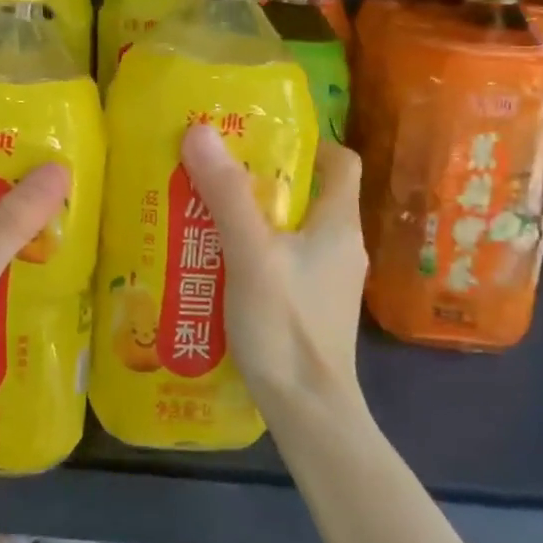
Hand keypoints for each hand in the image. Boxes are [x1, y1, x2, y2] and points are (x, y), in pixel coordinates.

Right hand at [179, 124, 368, 416]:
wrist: (308, 411)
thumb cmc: (287, 326)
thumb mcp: (252, 254)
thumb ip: (228, 195)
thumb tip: (201, 131)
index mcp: (339, 224)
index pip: (341, 162)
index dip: (310, 143)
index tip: (263, 138)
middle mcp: (341, 247)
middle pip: (309, 195)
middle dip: (264, 179)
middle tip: (216, 172)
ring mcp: (328, 281)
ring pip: (292, 231)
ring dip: (254, 218)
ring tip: (206, 213)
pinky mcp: (311, 307)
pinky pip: (284, 262)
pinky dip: (254, 252)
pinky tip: (217, 263)